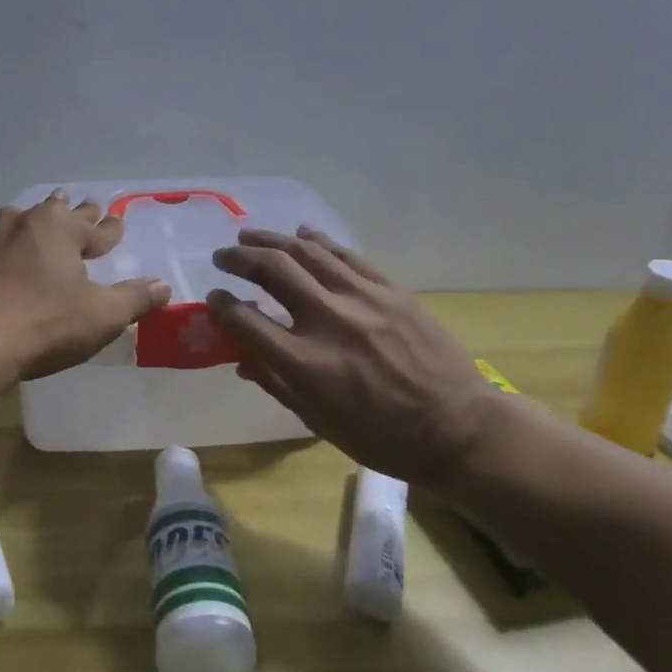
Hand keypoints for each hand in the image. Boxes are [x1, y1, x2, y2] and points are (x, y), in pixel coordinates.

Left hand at [0, 191, 170, 379]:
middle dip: (75, 213)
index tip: (118, 222)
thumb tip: (163, 286)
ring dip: (36, 222)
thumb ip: (134, 299)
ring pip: (19, 222)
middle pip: (55, 213)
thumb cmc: (43, 325)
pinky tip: (0, 254)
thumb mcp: (101, 317)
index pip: (94, 228)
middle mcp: (21, 222)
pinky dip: (4, 246)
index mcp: (58, 229)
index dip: (109, 229)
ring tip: (41, 218)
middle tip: (86, 205)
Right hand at [208, 228, 507, 483]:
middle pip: (272, 271)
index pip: (246, 321)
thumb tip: (241, 360)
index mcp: (306, 364)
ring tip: (249, 235)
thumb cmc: (382, 437)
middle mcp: (328, 321)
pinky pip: (346, 255)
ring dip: (271, 240)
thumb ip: (275, 384)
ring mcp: (362, 299)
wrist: (457, 428)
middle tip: (223, 257)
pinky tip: (301, 234)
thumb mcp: (318, 422)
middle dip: (239, 259)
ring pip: (307, 252)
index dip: (222, 307)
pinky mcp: (390, 289)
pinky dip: (319, 240)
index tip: (214, 300)